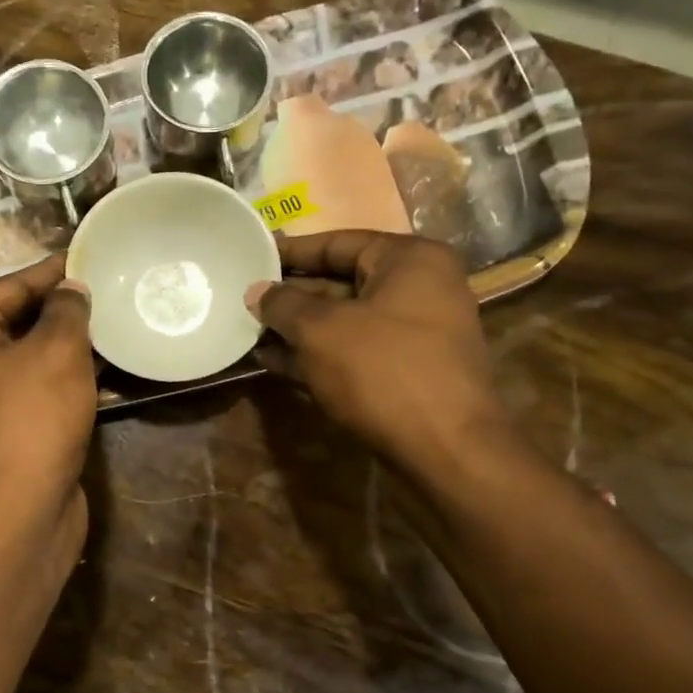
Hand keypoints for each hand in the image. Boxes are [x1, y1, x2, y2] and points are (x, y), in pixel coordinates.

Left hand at [0, 254, 96, 548]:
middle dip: (63, 308)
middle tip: (110, 288)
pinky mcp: (11, 430)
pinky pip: (42, 390)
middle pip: (18, 321)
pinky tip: (110, 368)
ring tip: (116, 321)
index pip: (8, 287)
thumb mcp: (55, 350)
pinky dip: (70, 378)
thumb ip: (67, 310)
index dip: (51, 272)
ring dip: (71, 344)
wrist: (19, 511)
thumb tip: (73, 289)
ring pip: (33, 358)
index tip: (90, 257)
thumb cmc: (30, 416)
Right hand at [246, 231, 517, 473]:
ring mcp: (417, 334)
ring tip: (250, 331)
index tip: (252, 256)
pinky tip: (275, 362)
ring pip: (346, 321)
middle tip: (246, 299)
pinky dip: (318, 355)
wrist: (446, 450)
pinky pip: (355, 352)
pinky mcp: (408, 373)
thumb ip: (283, 305)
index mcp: (410, 260)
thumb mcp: (321, 330)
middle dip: (292, 295)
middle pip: (342, 282)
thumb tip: (257, 292)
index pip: (338, 242)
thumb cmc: (383, 371)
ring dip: (299, 329)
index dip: (291, 251)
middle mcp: (420, 288)